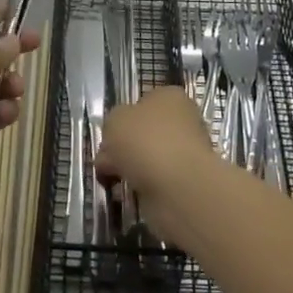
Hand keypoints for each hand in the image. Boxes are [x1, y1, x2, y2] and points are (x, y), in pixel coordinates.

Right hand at [95, 86, 221, 245]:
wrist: (178, 188)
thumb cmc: (145, 141)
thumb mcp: (114, 121)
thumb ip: (111, 126)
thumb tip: (115, 143)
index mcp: (169, 97)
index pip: (143, 102)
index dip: (123, 119)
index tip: (108, 136)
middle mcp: (183, 121)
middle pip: (144, 133)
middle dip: (124, 149)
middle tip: (106, 163)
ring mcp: (187, 153)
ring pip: (149, 160)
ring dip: (131, 171)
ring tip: (114, 182)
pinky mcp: (186, 183)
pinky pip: (156, 183)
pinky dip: (142, 189)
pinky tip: (129, 195)